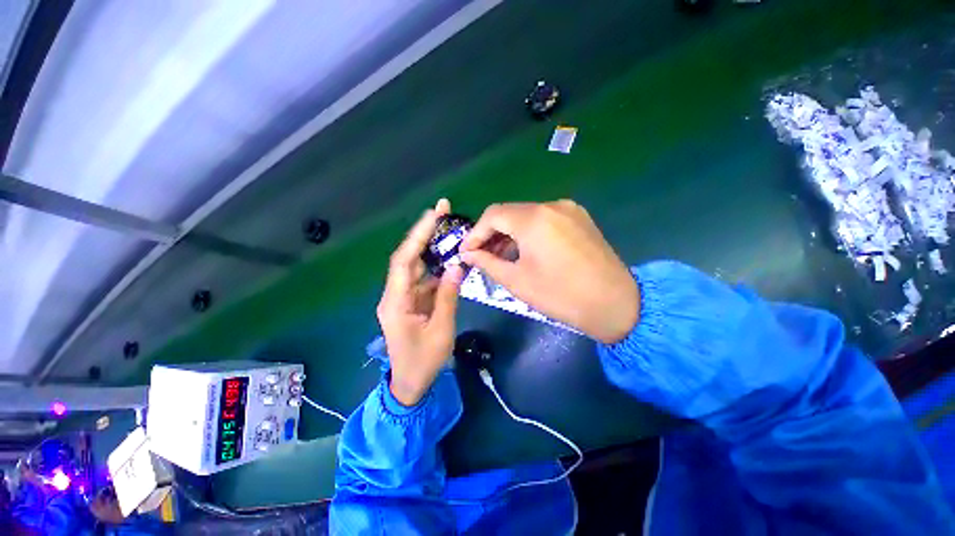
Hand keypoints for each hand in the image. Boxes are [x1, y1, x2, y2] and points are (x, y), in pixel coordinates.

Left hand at [378, 199, 464, 405]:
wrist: (412, 384)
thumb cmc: (424, 361)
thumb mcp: (441, 330)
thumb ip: (448, 296)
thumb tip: (456, 266)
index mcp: (396, 302)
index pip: (404, 260)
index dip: (418, 235)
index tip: (433, 214)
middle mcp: (395, 294)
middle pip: (409, 257)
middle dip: (425, 233)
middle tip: (443, 210)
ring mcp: (404, 297)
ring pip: (418, 266)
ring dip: (433, 248)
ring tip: (451, 230)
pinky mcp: (413, 301)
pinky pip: (425, 279)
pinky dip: (438, 268)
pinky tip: (451, 259)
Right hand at [460, 200, 638, 343]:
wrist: (615, 304)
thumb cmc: (561, 295)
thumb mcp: (517, 281)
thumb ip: (487, 262)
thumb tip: (467, 254)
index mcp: (533, 219)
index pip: (492, 215)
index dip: (475, 233)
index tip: (467, 252)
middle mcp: (551, 205)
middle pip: (510, 213)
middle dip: (491, 233)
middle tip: (481, 255)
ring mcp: (568, 209)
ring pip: (527, 215)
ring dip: (510, 233)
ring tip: (501, 256)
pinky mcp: (579, 218)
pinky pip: (545, 219)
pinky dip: (529, 232)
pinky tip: (525, 251)